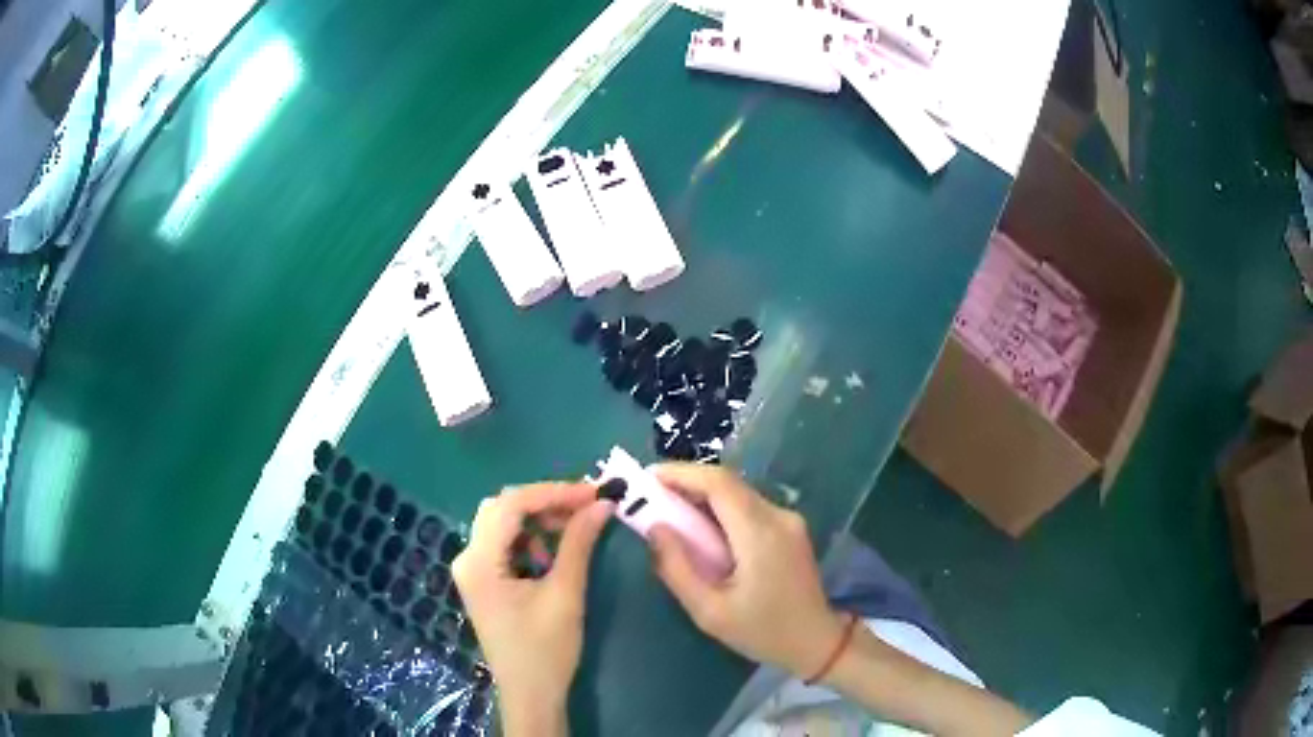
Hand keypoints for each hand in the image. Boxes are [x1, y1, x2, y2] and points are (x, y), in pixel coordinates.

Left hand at [452, 482, 613, 734]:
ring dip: (538, 520)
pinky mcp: (483, 582)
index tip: (593, 491)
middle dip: (545, 503)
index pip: (511, 505)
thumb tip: (602, 503)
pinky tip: (555, 552)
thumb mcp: (565, 593)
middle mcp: (467, 558)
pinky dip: (531, 539)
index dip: (553, 492)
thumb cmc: (546, 649)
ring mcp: (472, 571)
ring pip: (503, 524)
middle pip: (502, 509)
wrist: (531, 694)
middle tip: (585, 506)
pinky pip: (504, 545)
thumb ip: (579, 543)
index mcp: (479, 561)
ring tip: (575, 527)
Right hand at [646, 464, 846, 678]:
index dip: (681, 473)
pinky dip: (720, 510)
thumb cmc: (762, 632)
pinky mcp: (790, 528)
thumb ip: (677, 568)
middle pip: (727, 483)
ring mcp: (788, 520)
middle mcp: (778, 516)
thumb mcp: (709, 611)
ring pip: (738, 493)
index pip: (718, 483)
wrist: (816, 643)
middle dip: (686, 483)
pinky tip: (702, 531)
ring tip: (670, 513)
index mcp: (760, 534)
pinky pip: (749, 507)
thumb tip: (655, 528)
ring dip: (702, 496)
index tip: (646, 479)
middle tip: (650, 498)